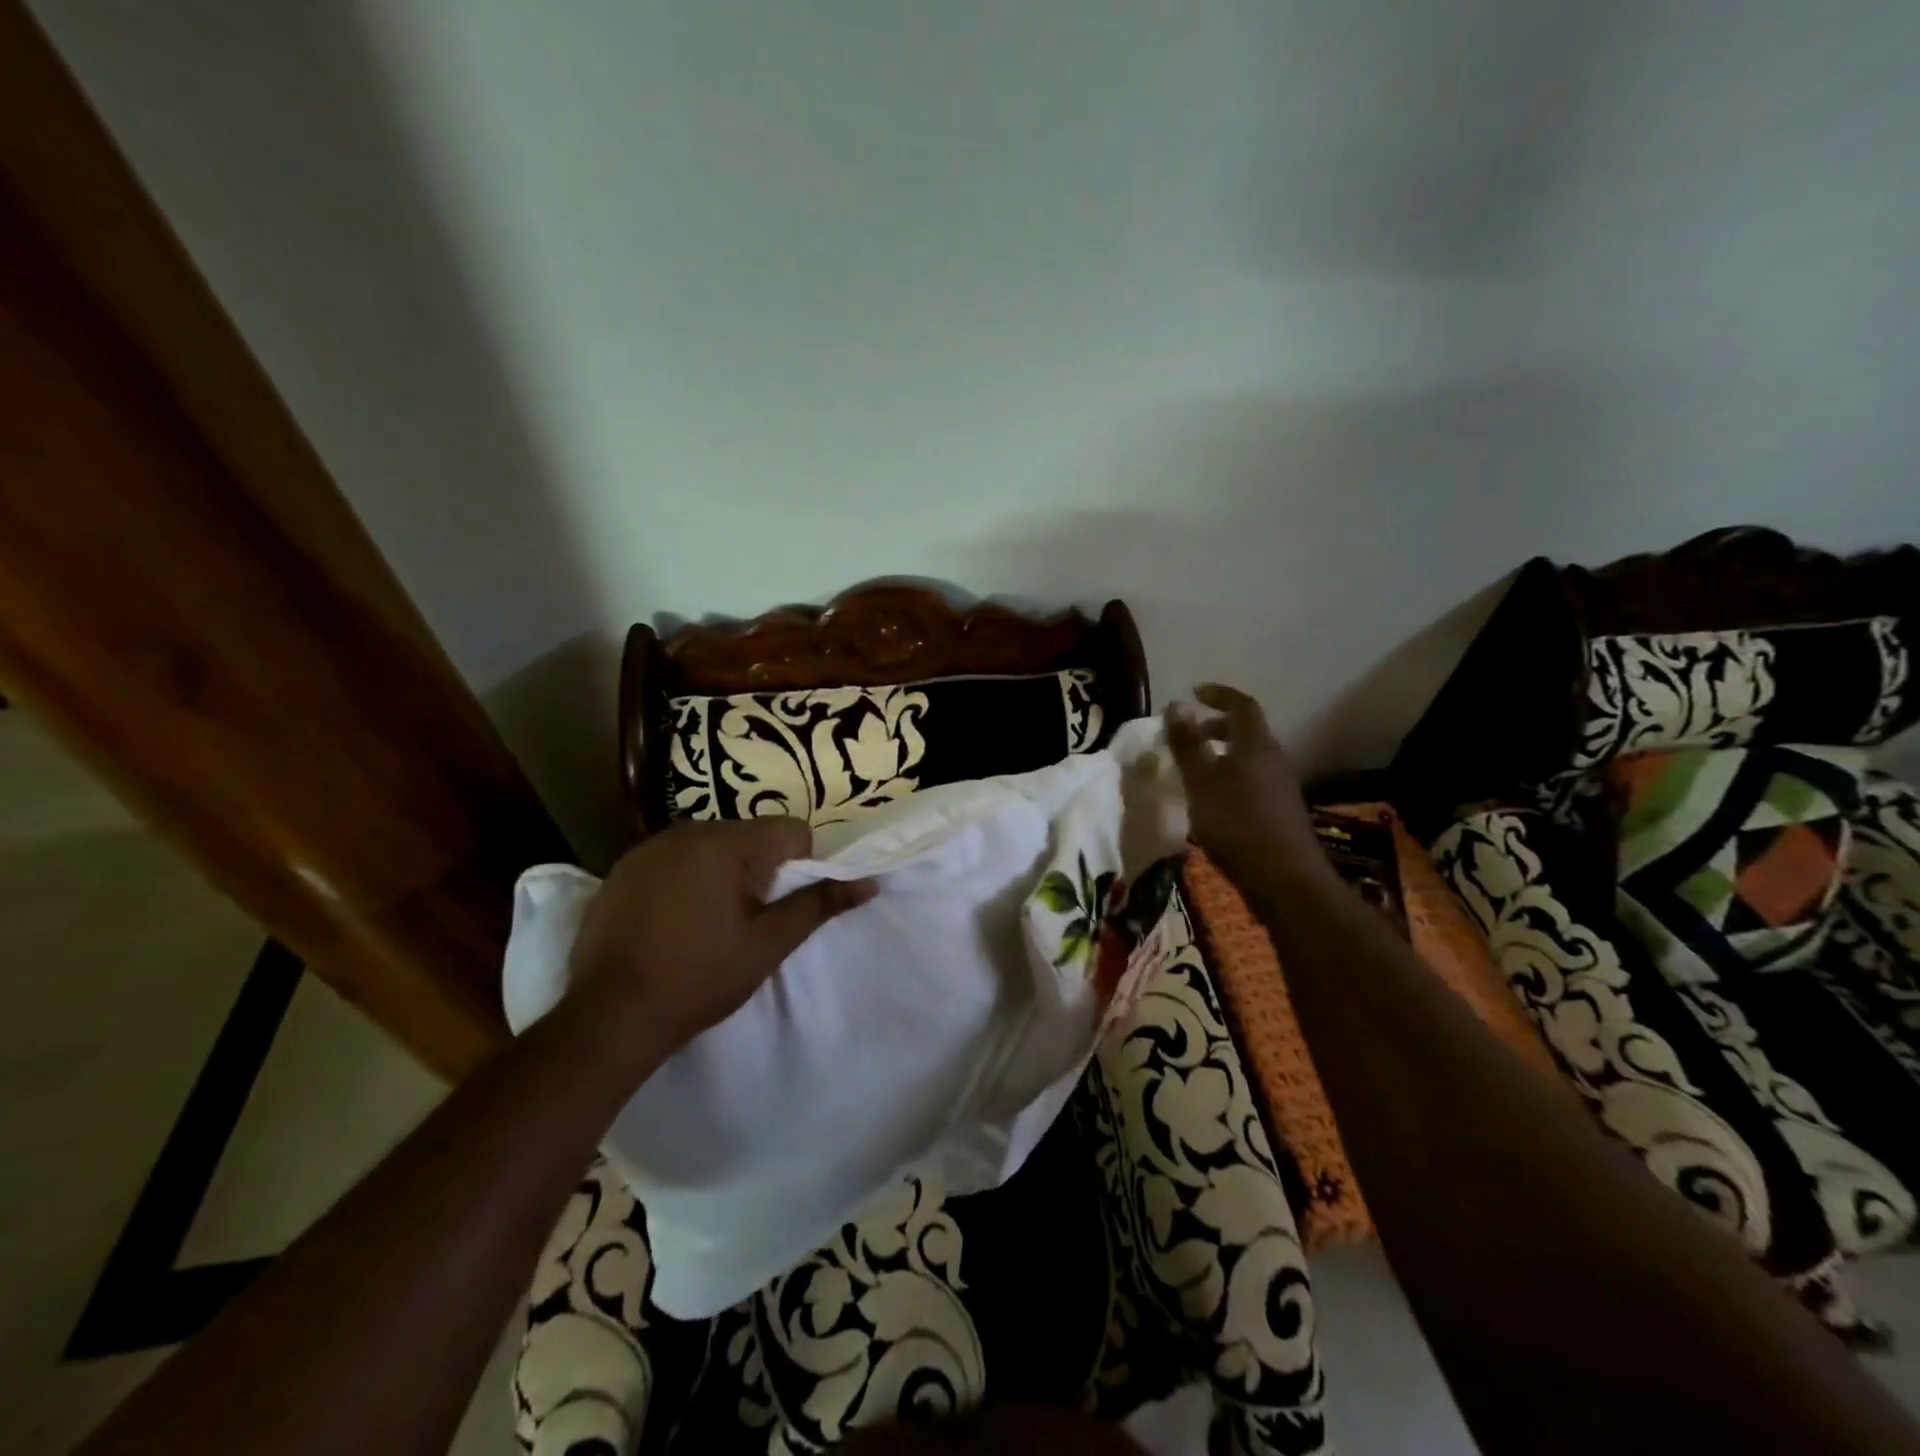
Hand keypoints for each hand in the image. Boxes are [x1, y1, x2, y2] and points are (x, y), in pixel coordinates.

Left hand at [567, 818, 875, 1056]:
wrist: (609, 1017)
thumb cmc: (699, 979)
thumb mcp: (768, 945)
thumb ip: (819, 905)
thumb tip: (870, 882)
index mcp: (726, 844)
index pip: (791, 831)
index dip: (800, 867)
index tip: (780, 907)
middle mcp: (687, 831)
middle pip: (750, 835)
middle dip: (759, 870)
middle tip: (745, 921)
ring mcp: (649, 847)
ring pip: (712, 846)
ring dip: (722, 873)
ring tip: (707, 924)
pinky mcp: (623, 868)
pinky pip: (675, 859)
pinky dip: (686, 879)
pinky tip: (672, 922)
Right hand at [1165, 683, 1325, 890]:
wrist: (1283, 879)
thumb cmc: (1236, 823)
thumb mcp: (1201, 781)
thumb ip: (1188, 743)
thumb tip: (1177, 704)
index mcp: (1255, 745)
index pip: (1242, 705)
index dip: (1219, 695)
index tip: (1194, 692)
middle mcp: (1273, 759)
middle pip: (1247, 731)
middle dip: (1217, 726)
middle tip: (1188, 735)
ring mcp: (1281, 786)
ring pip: (1249, 758)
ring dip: (1223, 754)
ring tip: (1194, 769)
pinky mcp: (1280, 811)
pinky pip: (1253, 780)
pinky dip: (1230, 777)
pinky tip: (1212, 801)